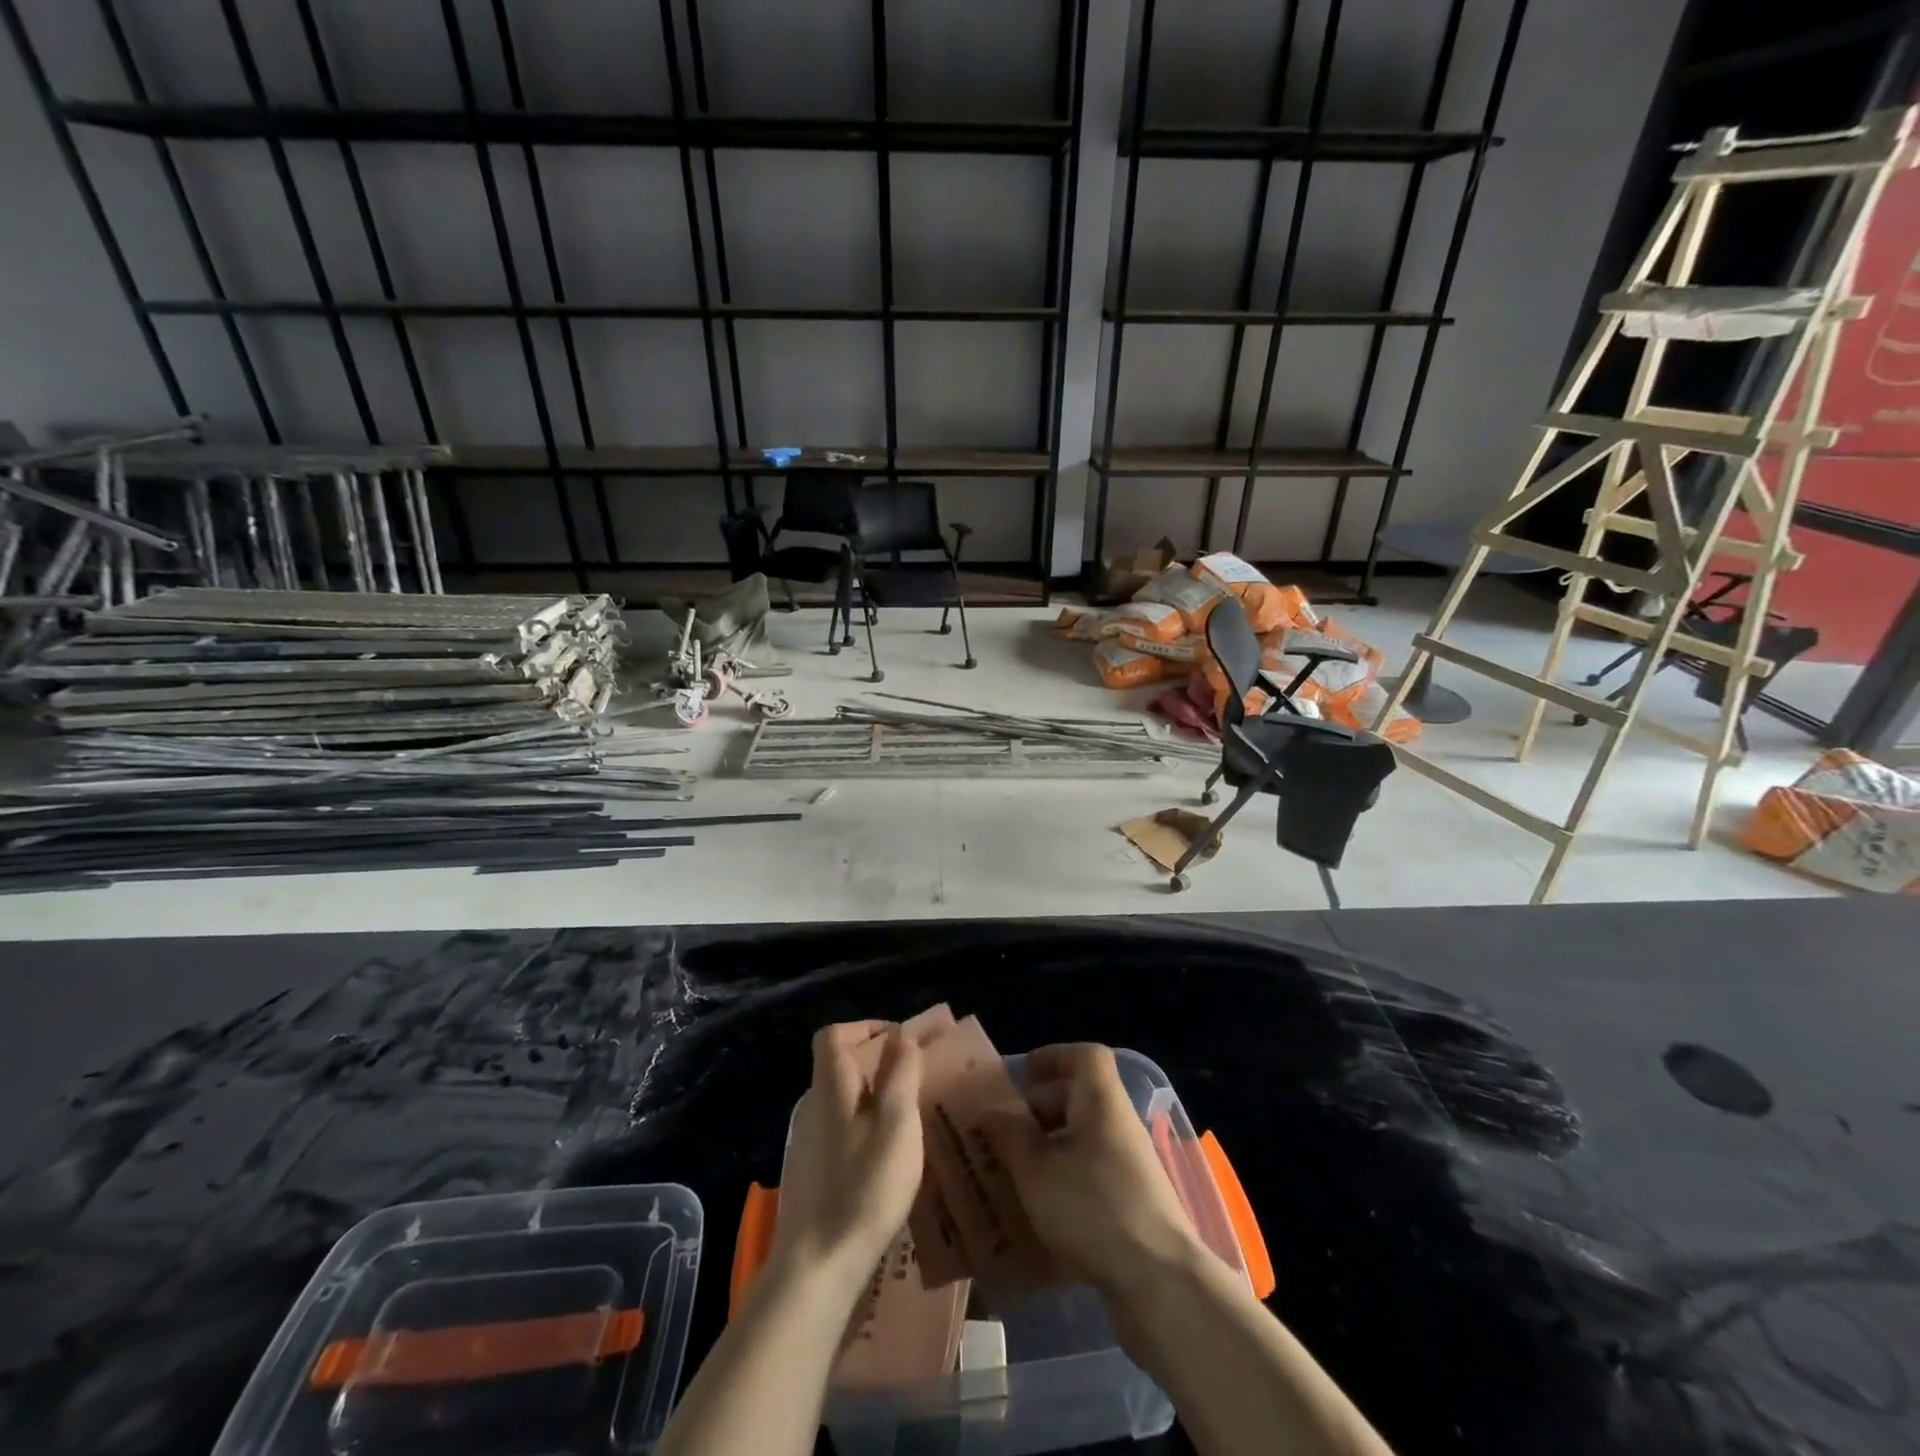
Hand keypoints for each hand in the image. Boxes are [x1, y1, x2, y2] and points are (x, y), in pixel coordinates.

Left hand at [768, 1021, 924, 1295]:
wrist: (816, 1268)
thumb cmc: (863, 1187)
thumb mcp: (897, 1124)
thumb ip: (901, 1074)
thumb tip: (902, 1036)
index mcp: (830, 1086)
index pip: (834, 1034)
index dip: (866, 1028)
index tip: (900, 1042)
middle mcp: (812, 1106)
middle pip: (840, 1067)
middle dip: (878, 1066)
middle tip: (916, 1084)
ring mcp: (806, 1142)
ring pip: (843, 1103)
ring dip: (874, 1101)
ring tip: (909, 1123)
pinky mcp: (809, 1174)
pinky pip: (840, 1133)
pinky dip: (864, 1131)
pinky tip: (886, 1163)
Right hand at [986, 1044, 1201, 1304]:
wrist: (1159, 1281)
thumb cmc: (1091, 1207)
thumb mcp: (1036, 1169)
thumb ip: (1010, 1135)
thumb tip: (992, 1112)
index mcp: (1102, 1101)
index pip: (1085, 1056)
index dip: (1053, 1057)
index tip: (1022, 1077)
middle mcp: (1120, 1124)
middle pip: (1081, 1097)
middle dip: (1042, 1109)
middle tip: (1006, 1131)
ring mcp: (1132, 1165)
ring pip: (1085, 1139)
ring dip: (1051, 1148)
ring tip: (1015, 1173)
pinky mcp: (1135, 1203)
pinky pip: (1094, 1174)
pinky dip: (1067, 1181)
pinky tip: (1041, 1211)